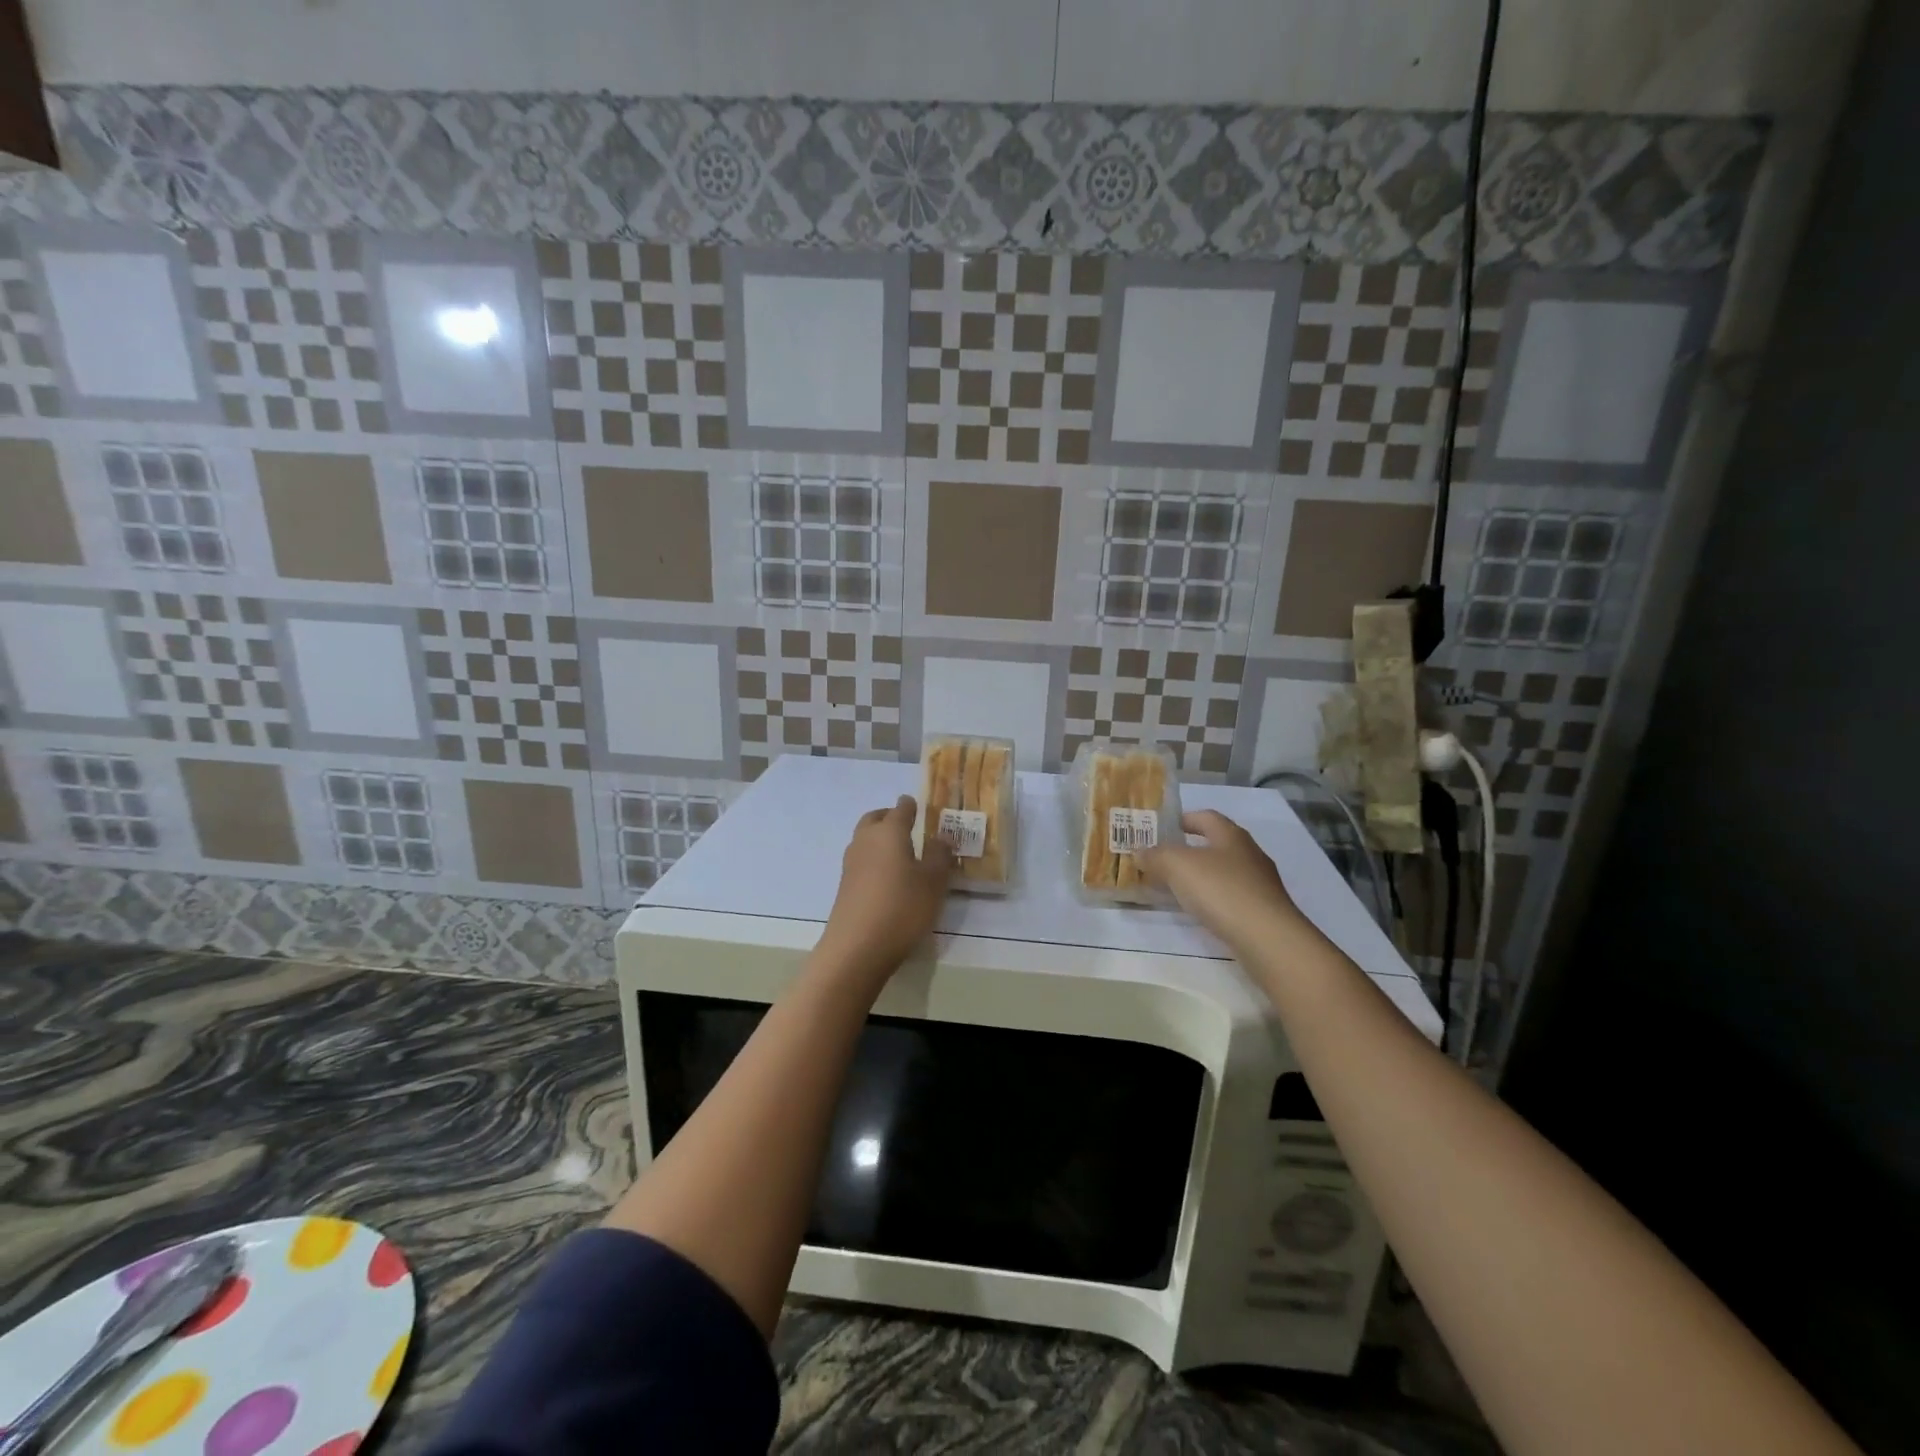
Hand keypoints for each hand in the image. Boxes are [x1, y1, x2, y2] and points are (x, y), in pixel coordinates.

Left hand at [817, 796, 953, 979]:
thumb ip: (939, 855)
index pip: (901, 809)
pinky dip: (874, 857)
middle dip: (889, 816)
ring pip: (865, 838)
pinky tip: (887, 875)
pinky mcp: (845, 885)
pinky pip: (862, 859)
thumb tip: (942, 837)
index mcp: (889, 832)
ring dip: (879, 837)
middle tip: (906, 824)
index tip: (916, 803)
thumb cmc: (902, 907)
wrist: (857, 947)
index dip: (910, 806)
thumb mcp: (933, 882)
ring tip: (899, 851)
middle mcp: (866, 840)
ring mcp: (851, 863)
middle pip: (875, 818)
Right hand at [1138, 809, 1300, 950]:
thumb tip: (1139, 851)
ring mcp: (1259, 883)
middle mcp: (1249, 853)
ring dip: (1199, 876)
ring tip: (1174, 888)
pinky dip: (1212, 898)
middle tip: (1160, 860)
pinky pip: (1230, 896)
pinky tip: (1198, 911)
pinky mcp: (1262, 910)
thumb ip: (1155, 855)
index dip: (1182, 819)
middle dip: (1187, 850)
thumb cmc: (1221, 890)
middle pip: (1214, 844)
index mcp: (1231, 835)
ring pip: (1222, 872)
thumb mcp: (1177, 865)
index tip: (1161, 829)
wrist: (1267, 938)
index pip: (1205, 816)